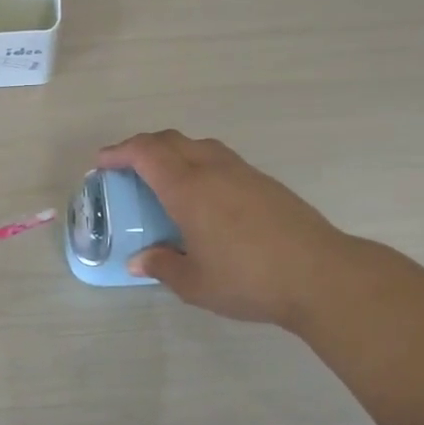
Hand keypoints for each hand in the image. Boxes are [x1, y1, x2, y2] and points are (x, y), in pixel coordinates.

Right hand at [97, 131, 350, 328]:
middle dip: (142, 146)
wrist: (321, 275)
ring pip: (198, 145)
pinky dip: (198, 162)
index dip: (120, 152)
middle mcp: (213, 170)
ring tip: (163, 175)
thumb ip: (162, 267)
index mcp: (188, 189)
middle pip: (170, 140)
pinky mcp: (265, 182)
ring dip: (173, 151)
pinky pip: (220, 158)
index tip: (102, 162)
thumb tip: (138, 260)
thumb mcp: (195, 283)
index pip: (146, 153)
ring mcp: (242, 172)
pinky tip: (203, 193)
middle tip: (126, 166)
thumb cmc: (249, 279)